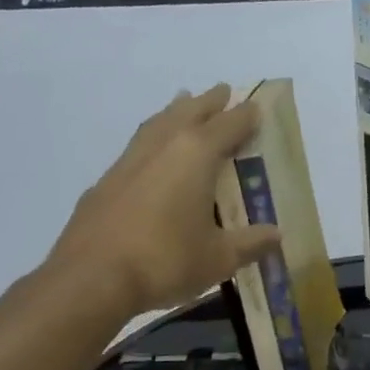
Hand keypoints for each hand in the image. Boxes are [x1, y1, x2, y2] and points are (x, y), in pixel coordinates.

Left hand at [46, 85, 281, 316]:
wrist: (91, 278)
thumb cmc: (166, 261)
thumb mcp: (219, 258)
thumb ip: (250, 243)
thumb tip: (277, 236)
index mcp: (196, 155)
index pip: (228, 125)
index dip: (245, 115)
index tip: (256, 107)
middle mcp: (162, 146)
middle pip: (189, 112)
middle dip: (209, 101)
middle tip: (223, 91)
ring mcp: (129, 161)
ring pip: (157, 123)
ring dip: (175, 111)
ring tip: (184, 101)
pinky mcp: (105, 181)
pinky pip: (136, 146)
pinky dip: (152, 139)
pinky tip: (151, 155)